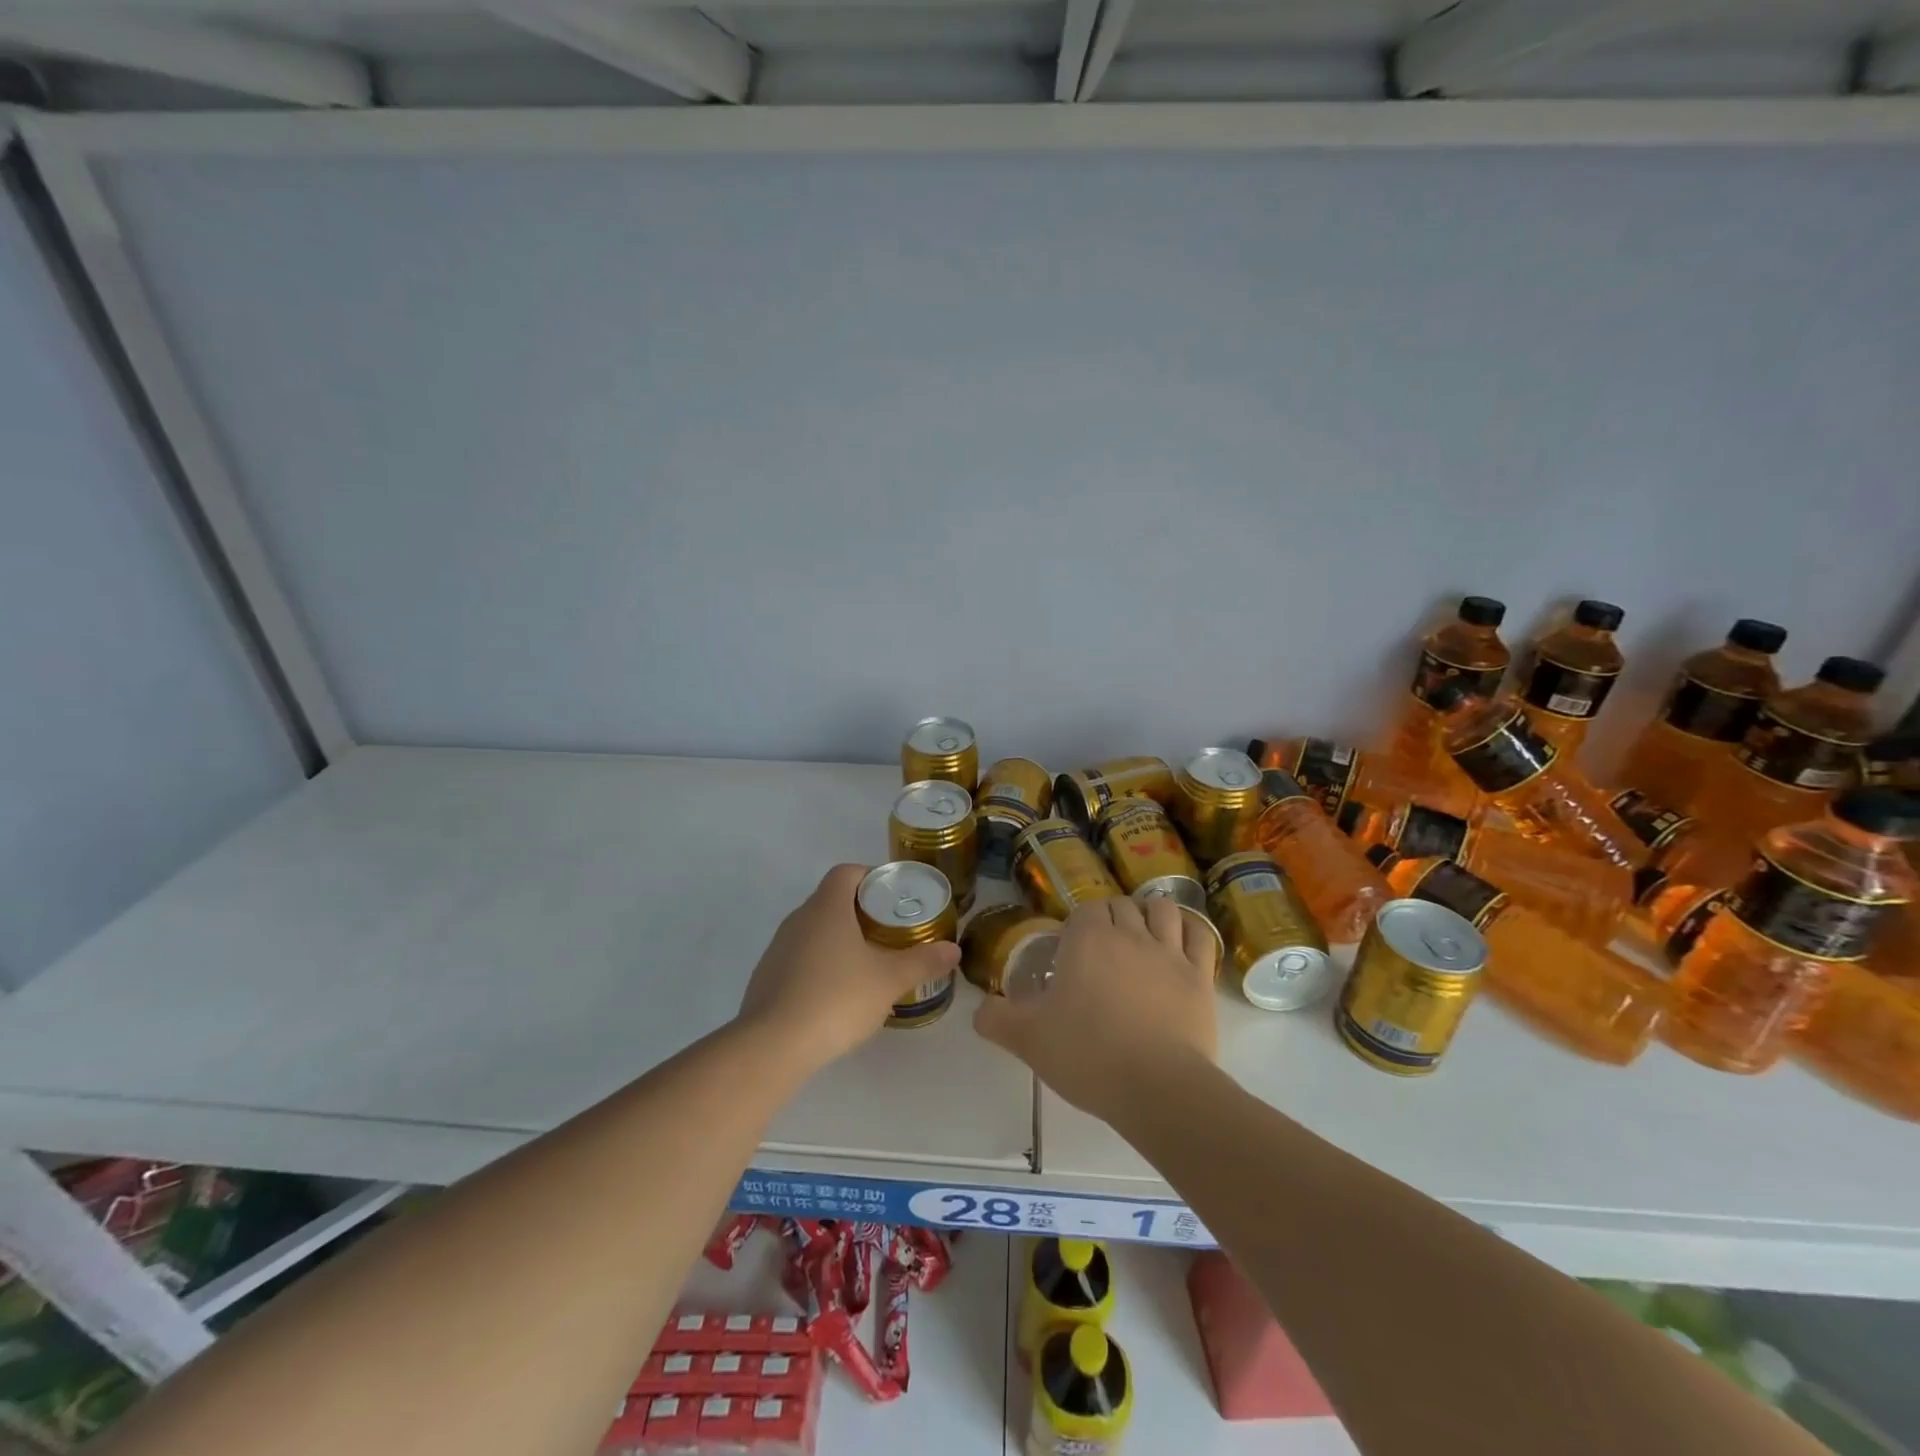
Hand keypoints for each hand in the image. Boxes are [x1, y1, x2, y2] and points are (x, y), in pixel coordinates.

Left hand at [736, 864, 960, 1072]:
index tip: (893, 898)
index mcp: (827, 907)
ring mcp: (778, 948)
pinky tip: (836, 995)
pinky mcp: (767, 977)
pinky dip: (820, 966)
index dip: (871, 877)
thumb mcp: (889, 980)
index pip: (847, 872)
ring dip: (839, 940)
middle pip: (831, 900)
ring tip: (867, 966)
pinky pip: (799, 958)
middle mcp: (798, 919)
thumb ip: (923, 962)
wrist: (773, 1045)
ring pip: (815, 931)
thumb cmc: (836, 998)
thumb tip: (953, 950)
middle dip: (861, 912)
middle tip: (890, 933)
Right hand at [973, 896, 1217, 1120]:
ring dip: (1150, 915)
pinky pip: (1199, 936)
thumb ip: (995, 1019)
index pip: (1085, 910)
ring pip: (1162, 910)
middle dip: (1112, 918)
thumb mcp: (1027, 1038)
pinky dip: (1189, 931)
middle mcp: (1130, 934)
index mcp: (1088, 939)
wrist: (1157, 1088)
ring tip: (1142, 936)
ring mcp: (1169, 952)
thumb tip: (979, 1011)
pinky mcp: (1200, 976)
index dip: (1078, 927)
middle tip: (1102, 950)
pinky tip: (1180, 943)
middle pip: (1122, 905)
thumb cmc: (1087, 1054)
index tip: (1071, 954)